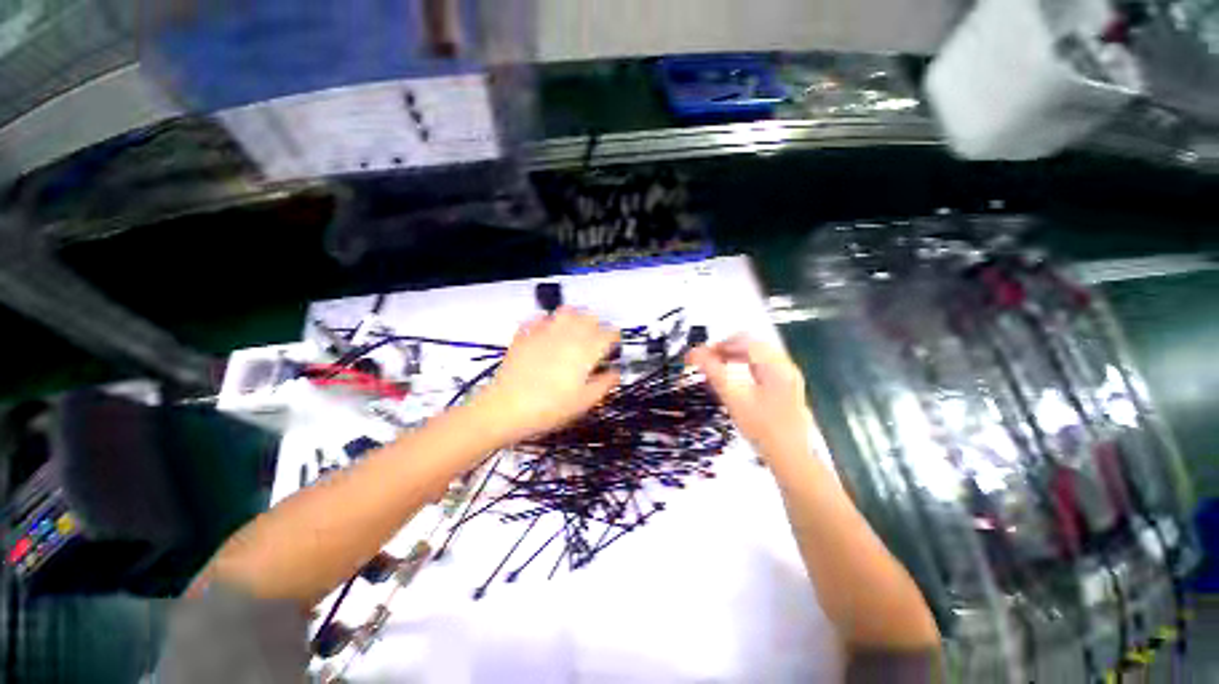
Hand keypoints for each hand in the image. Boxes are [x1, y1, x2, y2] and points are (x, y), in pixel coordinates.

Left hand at [473, 307, 619, 444]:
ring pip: (566, 311)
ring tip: (573, 331)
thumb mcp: (584, 402)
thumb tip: (616, 373)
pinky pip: (539, 318)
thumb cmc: (550, 408)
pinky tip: (546, 331)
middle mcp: (568, 335)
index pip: (609, 333)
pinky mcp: (526, 334)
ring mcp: (545, 331)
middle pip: (590, 316)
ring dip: (575, 317)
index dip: (614, 338)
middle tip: (594, 340)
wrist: (506, 408)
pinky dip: (547, 320)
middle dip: (596, 325)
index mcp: (586, 350)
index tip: (612, 347)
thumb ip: (605, 384)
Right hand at [686, 335, 811, 458]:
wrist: (791, 457)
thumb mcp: (734, 397)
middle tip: (706, 363)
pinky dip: (743, 367)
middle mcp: (784, 365)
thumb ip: (713, 371)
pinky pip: (761, 367)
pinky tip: (733, 380)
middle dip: (725, 350)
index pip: (743, 340)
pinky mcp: (785, 387)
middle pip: (750, 344)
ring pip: (755, 355)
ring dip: (733, 358)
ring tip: (716, 370)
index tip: (700, 356)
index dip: (718, 344)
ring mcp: (787, 376)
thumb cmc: (762, 427)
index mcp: (775, 364)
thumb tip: (694, 353)